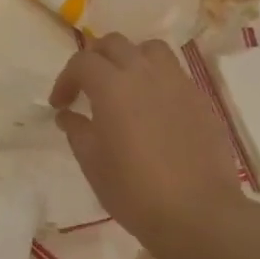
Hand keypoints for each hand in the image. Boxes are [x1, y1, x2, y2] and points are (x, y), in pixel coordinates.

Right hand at [50, 33, 242, 246]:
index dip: (65, 79)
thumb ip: (77, 130)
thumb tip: (68, 114)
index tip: (60, 104)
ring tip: (122, 86)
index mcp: (112, 87)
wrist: (198, 214)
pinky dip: (155, 78)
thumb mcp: (92, 163)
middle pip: (115, 44)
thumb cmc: (134, 190)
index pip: (82, 62)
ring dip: (129, 59)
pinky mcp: (199, 100)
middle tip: (86, 87)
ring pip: (149, 50)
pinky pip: (173, 73)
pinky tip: (151, 108)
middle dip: (94, 60)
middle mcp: (145, 74)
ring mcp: (177, 84)